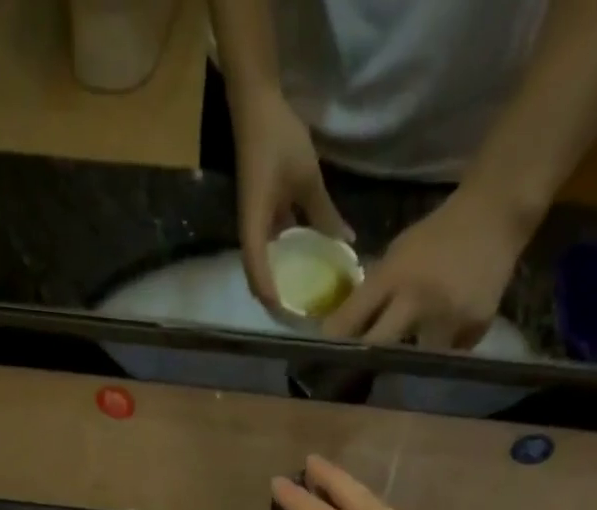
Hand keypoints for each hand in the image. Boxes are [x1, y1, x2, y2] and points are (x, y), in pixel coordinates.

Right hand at [231, 86, 351, 309]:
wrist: (257, 104)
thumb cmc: (278, 139)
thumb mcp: (307, 178)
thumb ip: (325, 213)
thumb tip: (345, 243)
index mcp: (255, 224)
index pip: (257, 270)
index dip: (270, 296)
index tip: (288, 317)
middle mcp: (251, 230)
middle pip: (256, 276)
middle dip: (274, 299)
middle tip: (298, 317)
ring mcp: (255, 223)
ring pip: (263, 265)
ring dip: (277, 283)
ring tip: (300, 301)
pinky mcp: (261, 215)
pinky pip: (270, 248)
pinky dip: (283, 263)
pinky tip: (303, 269)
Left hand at [322, 185, 530, 349]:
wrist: (495, 215)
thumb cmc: (438, 234)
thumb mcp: (397, 253)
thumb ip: (374, 289)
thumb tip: (344, 326)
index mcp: (393, 276)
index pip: (352, 319)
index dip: (335, 342)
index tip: (321, 359)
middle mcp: (418, 299)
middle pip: (380, 348)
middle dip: (366, 362)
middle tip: (356, 377)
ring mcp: (449, 316)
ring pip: (417, 360)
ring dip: (409, 362)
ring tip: (404, 364)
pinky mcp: (475, 327)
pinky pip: (449, 354)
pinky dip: (443, 352)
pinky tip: (444, 340)